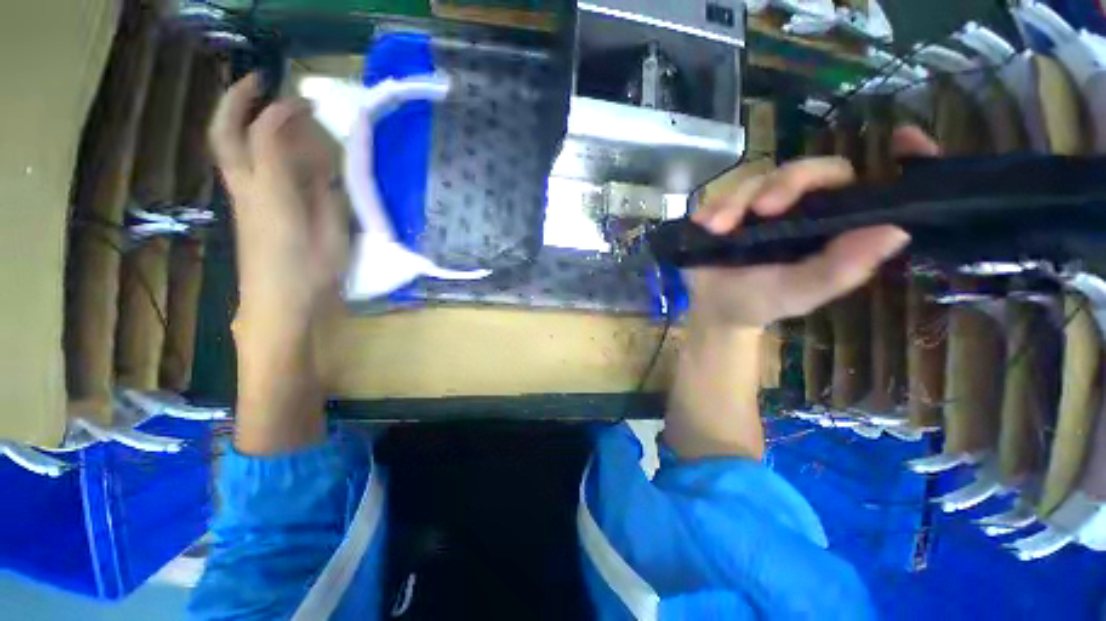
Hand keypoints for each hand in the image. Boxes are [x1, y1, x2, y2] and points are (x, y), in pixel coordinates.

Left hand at [209, 73, 346, 336]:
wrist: (277, 308)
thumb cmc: (311, 276)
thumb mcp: (332, 237)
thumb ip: (327, 199)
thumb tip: (323, 171)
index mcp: (272, 195)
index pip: (266, 136)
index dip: (283, 112)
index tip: (306, 103)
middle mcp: (248, 190)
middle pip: (226, 135)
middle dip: (238, 100)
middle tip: (259, 82)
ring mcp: (243, 201)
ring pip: (230, 150)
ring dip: (245, 121)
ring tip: (272, 112)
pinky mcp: (246, 213)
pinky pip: (244, 170)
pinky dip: (256, 149)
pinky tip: (280, 154)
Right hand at [686, 126, 938, 327]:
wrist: (715, 309)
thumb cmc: (761, 303)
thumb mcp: (801, 292)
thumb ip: (841, 268)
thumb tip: (897, 231)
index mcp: (833, 224)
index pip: (867, 184)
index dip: (894, 160)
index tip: (905, 138)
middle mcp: (803, 206)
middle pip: (808, 170)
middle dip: (786, 183)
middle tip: (762, 208)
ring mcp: (762, 204)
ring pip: (759, 179)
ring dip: (737, 200)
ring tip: (718, 227)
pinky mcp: (730, 207)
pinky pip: (723, 194)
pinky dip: (714, 207)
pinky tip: (704, 224)